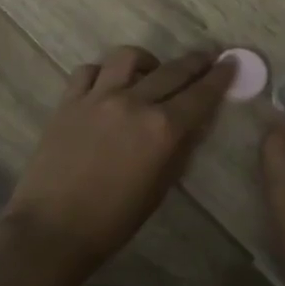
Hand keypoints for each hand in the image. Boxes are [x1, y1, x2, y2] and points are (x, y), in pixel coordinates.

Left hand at [0, 46, 233, 277]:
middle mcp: (134, 103)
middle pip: (172, 70)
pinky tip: (108, 85)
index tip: (231, 62)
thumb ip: (180, 149)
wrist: (53, 228)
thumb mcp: (160, 188)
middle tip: (207, 57)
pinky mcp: (69, 101)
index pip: (200, 95)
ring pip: (128, 58)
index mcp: (162, 129)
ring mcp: (98, 97)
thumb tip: (193, 124)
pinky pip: (90, 70)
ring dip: (148, 60)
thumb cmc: (114, 220)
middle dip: (195, 61)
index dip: (220, 77)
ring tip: (151, 71)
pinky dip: (105, 72)